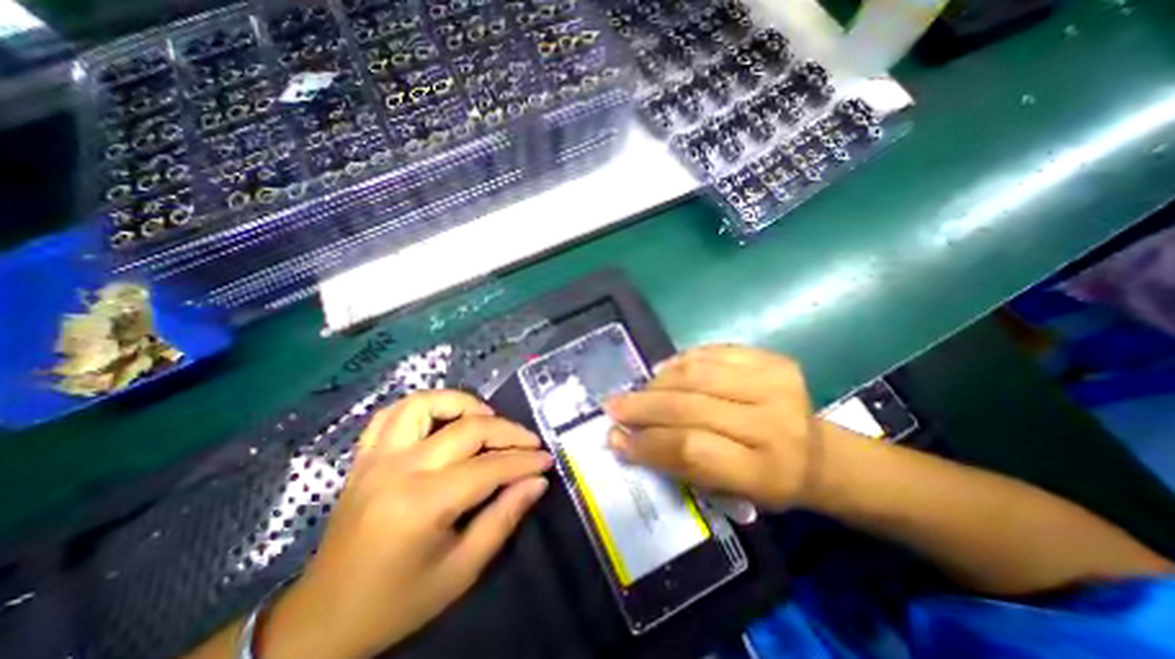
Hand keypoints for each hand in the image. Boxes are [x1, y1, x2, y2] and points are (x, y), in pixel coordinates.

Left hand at [259, 391, 550, 658]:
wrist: (323, 620)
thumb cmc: (399, 601)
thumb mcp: (462, 570)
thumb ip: (504, 517)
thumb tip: (537, 481)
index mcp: (421, 504)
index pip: (488, 467)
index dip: (524, 461)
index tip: (546, 459)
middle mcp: (398, 469)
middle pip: (467, 429)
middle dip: (508, 432)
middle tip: (530, 442)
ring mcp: (376, 458)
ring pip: (426, 403)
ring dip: (463, 404)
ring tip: (487, 419)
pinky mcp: (364, 457)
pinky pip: (392, 412)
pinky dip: (423, 406)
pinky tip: (442, 418)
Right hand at [605, 344, 824, 509]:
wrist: (818, 453)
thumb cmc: (767, 481)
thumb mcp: (726, 492)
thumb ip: (676, 464)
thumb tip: (624, 439)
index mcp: (766, 472)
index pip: (691, 449)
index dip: (647, 442)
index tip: (615, 438)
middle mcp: (774, 424)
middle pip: (690, 407)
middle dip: (643, 406)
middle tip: (613, 406)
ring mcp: (776, 384)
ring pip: (697, 374)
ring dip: (658, 382)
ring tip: (638, 390)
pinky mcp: (773, 359)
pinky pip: (713, 353)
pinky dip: (682, 361)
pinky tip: (664, 371)